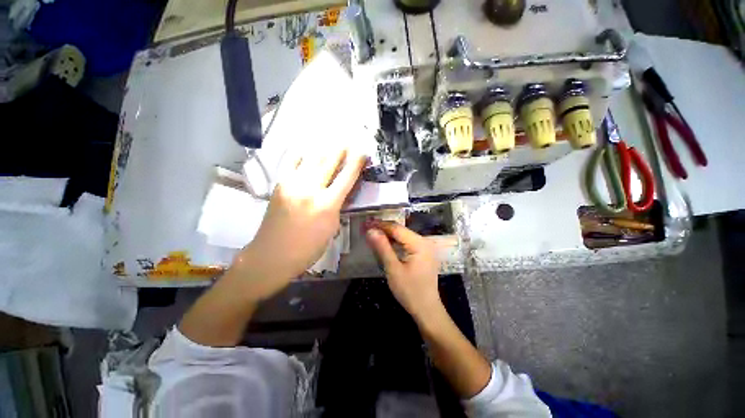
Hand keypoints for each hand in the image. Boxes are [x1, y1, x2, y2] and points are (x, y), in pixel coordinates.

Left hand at [232, 147, 365, 301]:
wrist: (272, 255)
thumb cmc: (307, 249)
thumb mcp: (331, 229)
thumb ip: (337, 207)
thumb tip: (339, 192)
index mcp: (327, 205)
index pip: (346, 177)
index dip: (356, 163)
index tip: (363, 152)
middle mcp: (310, 189)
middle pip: (328, 162)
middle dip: (340, 150)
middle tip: (347, 141)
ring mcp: (292, 184)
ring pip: (310, 159)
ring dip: (323, 149)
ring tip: (330, 143)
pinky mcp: (279, 185)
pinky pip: (291, 163)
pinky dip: (301, 155)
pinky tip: (306, 150)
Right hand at [364, 221, 442, 321]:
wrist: (427, 310)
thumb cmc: (410, 291)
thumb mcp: (393, 269)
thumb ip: (382, 248)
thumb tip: (371, 230)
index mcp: (420, 244)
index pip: (397, 228)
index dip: (380, 225)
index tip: (366, 223)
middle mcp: (424, 242)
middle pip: (400, 231)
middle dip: (383, 230)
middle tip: (367, 229)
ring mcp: (425, 247)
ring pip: (403, 236)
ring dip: (388, 236)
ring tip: (372, 235)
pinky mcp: (423, 253)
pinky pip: (407, 243)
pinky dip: (395, 243)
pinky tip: (385, 244)